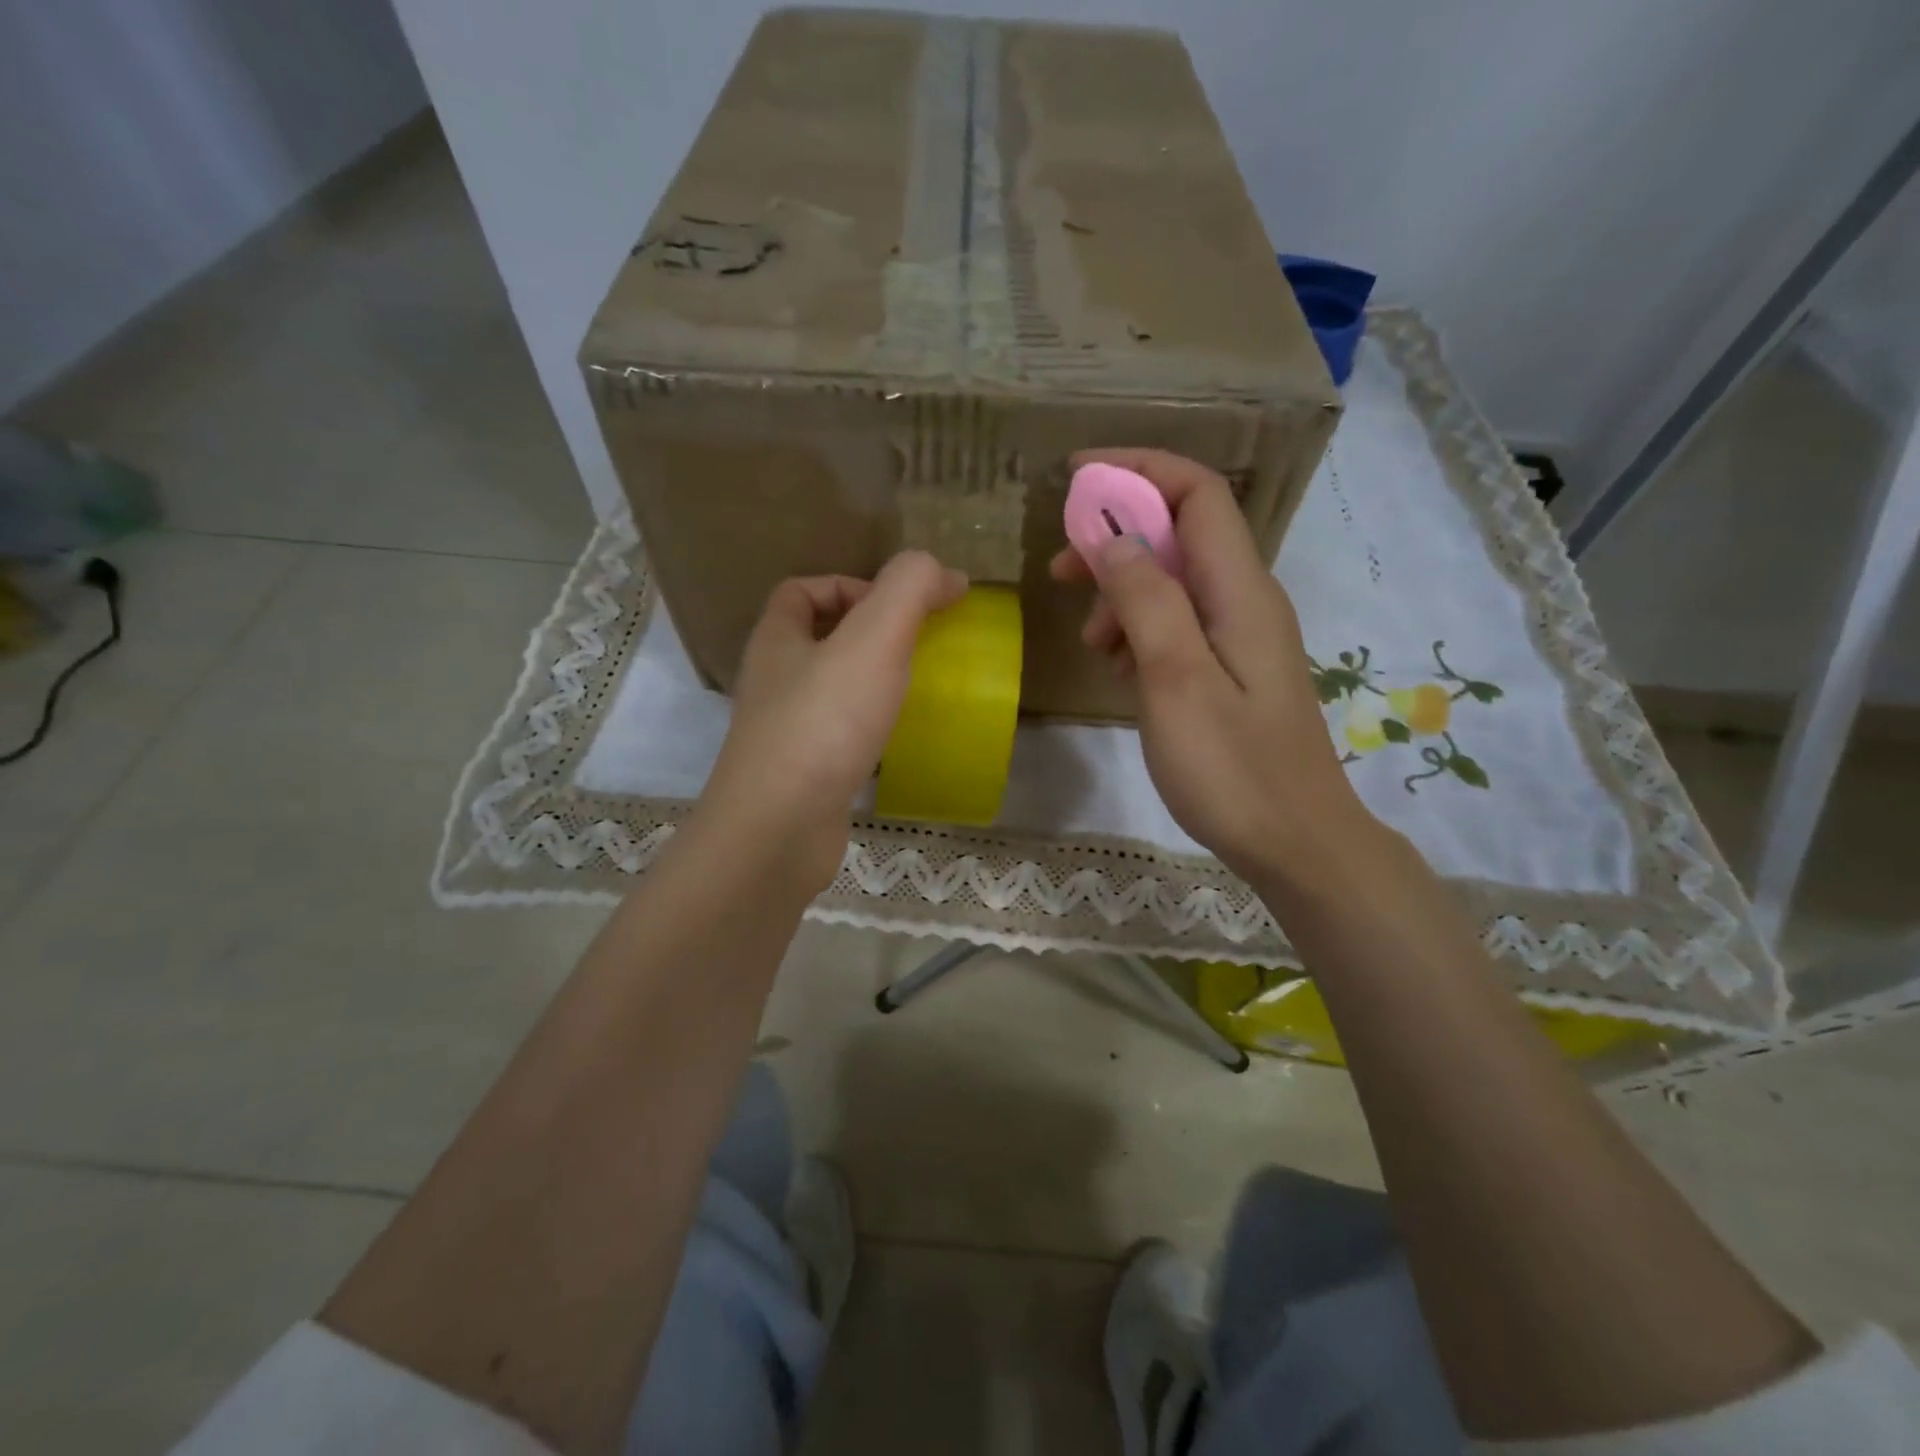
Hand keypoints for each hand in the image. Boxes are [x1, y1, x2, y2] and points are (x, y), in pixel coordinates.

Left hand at [698, 551, 967, 890]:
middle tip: (917, 648)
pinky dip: (868, 730)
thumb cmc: (824, 723)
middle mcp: (772, 682)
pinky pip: (838, 736)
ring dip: (870, 683)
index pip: (802, 590)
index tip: (898, 607)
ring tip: (915, 690)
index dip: (849, 584)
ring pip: (830, 690)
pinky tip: (899, 741)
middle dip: (867, 635)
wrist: (779, 831)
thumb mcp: (874, 639)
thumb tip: (945, 573)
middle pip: (817, 639)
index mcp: (777, 640)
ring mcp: (783, 733)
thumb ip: (909, 589)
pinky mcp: (802, 776)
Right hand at [1050, 448, 1370, 882]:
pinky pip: (1176, 626)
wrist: (1295, 843)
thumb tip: (1112, 536)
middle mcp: (1244, 600)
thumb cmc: (1232, 767)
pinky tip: (1119, 670)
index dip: (1137, 470)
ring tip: (1092, 644)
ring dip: (1121, 595)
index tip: (1074, 479)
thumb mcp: (1176, 679)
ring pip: (1170, 583)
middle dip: (1115, 538)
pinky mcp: (1228, 671)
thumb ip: (1145, 601)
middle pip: (1178, 533)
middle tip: (1060, 571)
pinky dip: (1138, 633)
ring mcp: (1238, 637)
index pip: (1196, 493)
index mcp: (1239, 590)